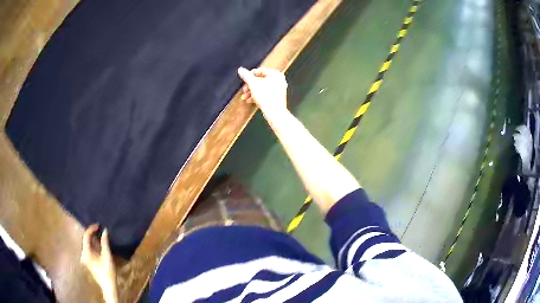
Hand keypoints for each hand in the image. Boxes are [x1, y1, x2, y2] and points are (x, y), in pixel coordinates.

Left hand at [81, 224, 117, 302]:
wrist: (108, 286)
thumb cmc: (107, 271)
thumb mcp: (107, 256)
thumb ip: (105, 242)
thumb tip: (105, 230)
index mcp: (86, 252)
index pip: (86, 236)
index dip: (92, 229)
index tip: (99, 225)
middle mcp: (83, 254)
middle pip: (86, 240)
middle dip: (93, 234)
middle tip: (100, 229)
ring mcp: (85, 258)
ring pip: (88, 245)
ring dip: (94, 240)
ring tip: (101, 235)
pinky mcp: (89, 261)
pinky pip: (90, 249)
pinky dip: (94, 245)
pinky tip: (100, 244)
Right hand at [237, 67, 287, 114]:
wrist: (275, 113)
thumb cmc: (266, 98)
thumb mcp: (253, 84)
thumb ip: (246, 76)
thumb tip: (240, 70)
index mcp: (275, 74)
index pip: (259, 71)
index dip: (249, 76)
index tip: (244, 80)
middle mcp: (279, 79)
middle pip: (260, 80)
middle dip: (250, 86)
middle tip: (244, 90)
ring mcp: (280, 88)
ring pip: (262, 87)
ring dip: (252, 91)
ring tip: (245, 97)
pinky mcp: (278, 96)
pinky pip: (266, 92)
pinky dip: (258, 95)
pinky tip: (250, 100)